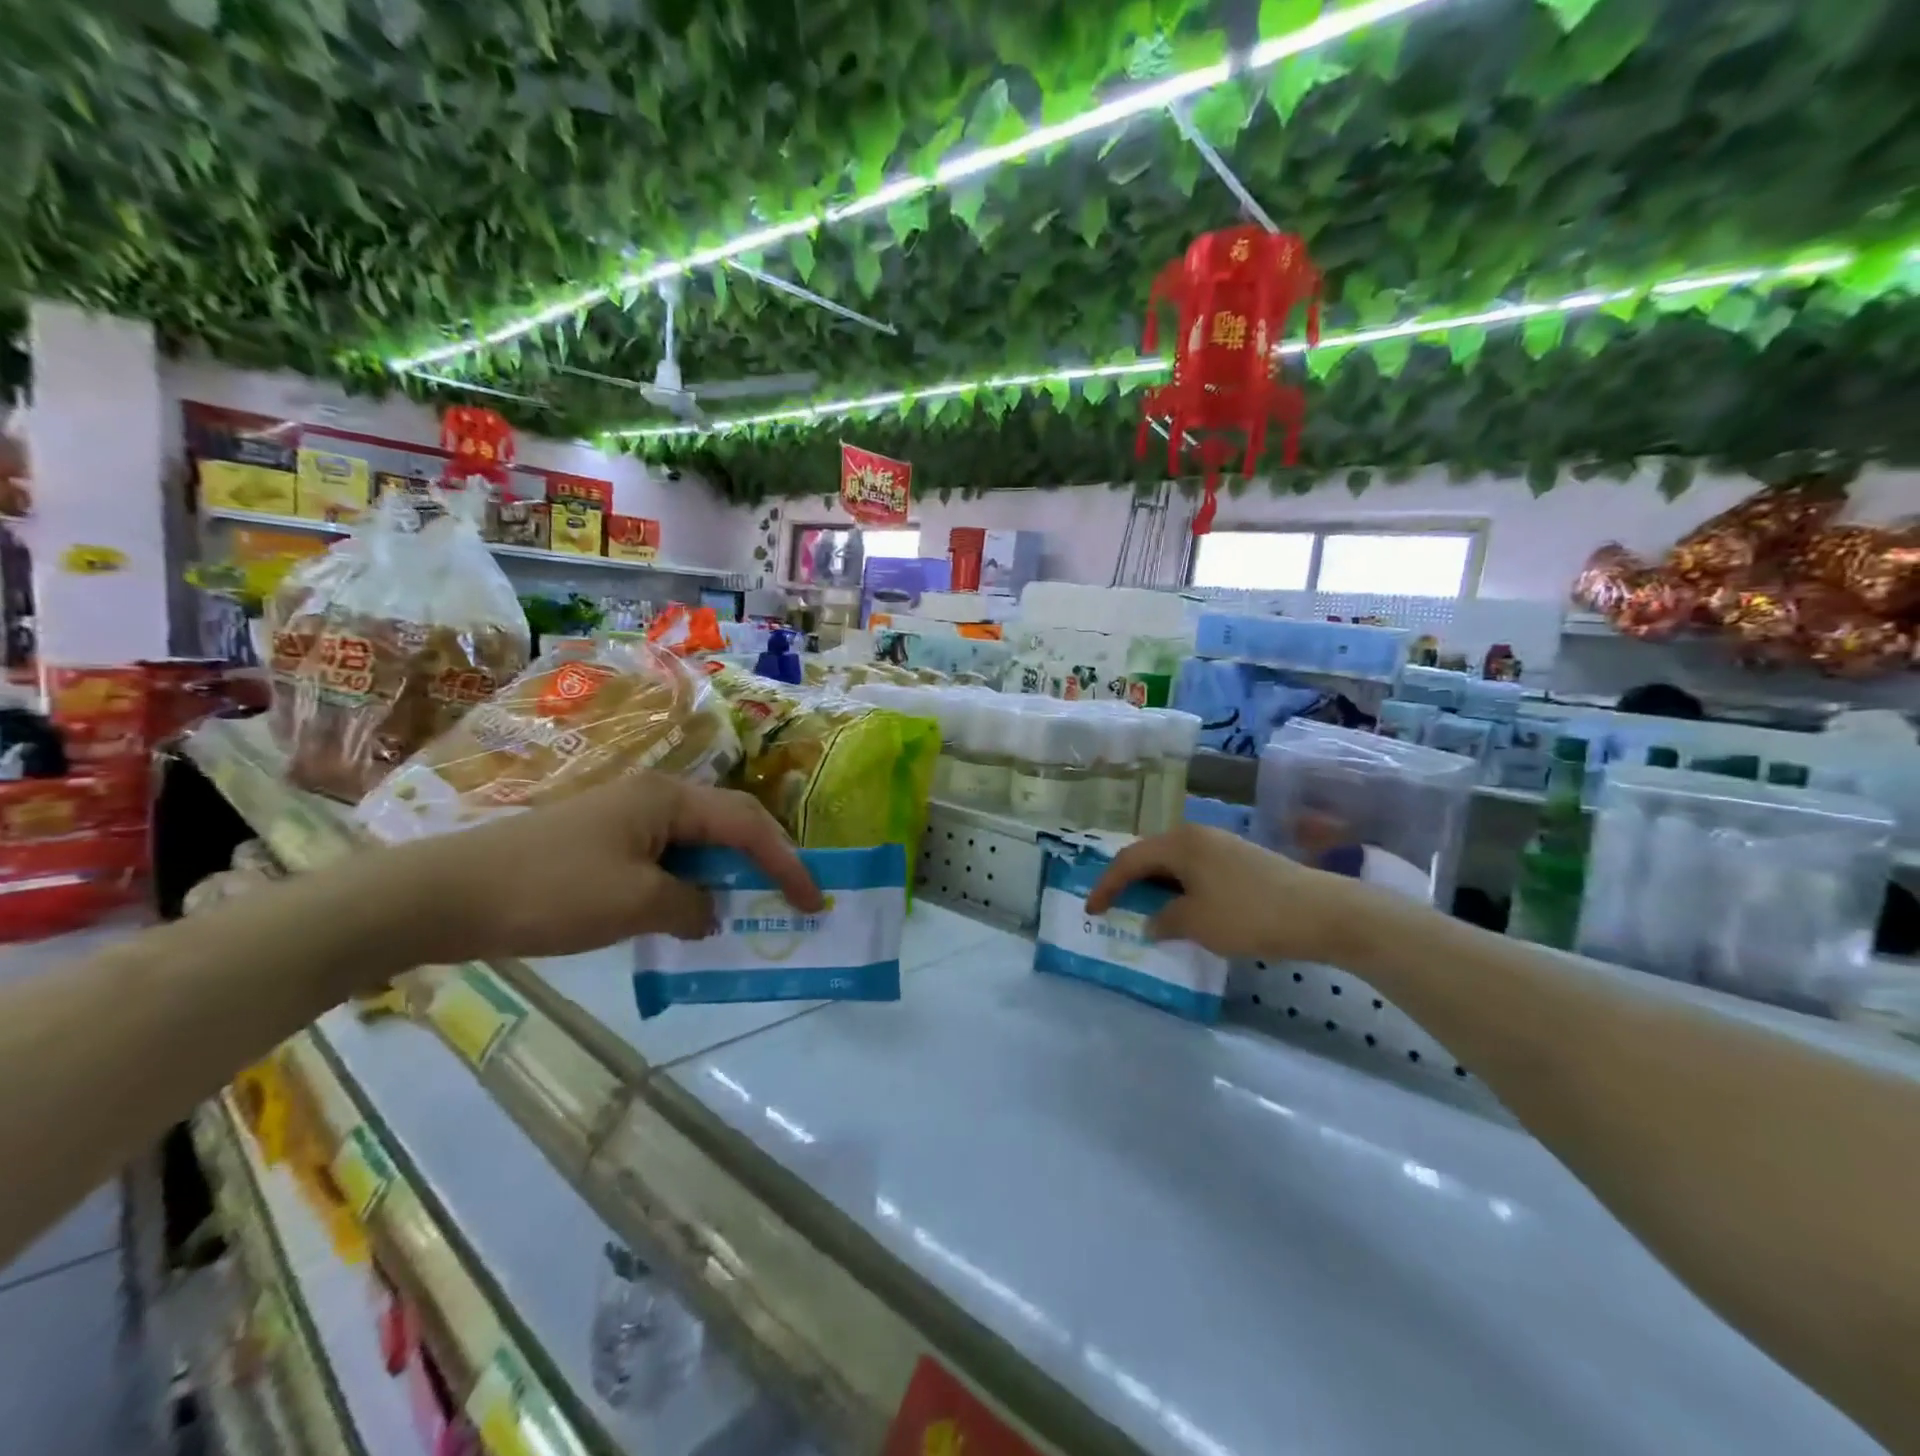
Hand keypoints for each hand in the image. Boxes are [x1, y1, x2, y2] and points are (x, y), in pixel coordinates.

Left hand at [375, 773, 821, 965]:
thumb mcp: (635, 904)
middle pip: (727, 827)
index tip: (812, 900)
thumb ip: (691, 907)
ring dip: (724, 879)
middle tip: (787, 903)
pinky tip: (689, 917)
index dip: (786, 862)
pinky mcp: (603, 845)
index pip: (748, 825)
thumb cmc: (550, 891)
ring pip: (696, 847)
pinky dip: (688, 888)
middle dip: (762, 864)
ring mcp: (625, 820)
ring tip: (747, 914)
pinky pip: (665, 862)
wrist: (444, 895)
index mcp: (669, 799)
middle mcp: (654, 798)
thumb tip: (710, 913)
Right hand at [1085, 824, 1364, 962]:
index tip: (1092, 910)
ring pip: (1175, 863)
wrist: (1321, 912)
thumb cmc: (1249, 914)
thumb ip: (1164, 920)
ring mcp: (1222, 845)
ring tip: (1146, 910)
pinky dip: (1181, 889)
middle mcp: (1197, 835)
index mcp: (1179, 843)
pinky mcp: (1241, 860)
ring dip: (1157, 887)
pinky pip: (1196, 871)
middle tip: (1115, 906)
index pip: (1129, 860)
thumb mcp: (1197, 923)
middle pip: (1151, 856)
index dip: (1106, 885)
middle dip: (1130, 882)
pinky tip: (1185, 910)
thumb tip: (1150, 922)